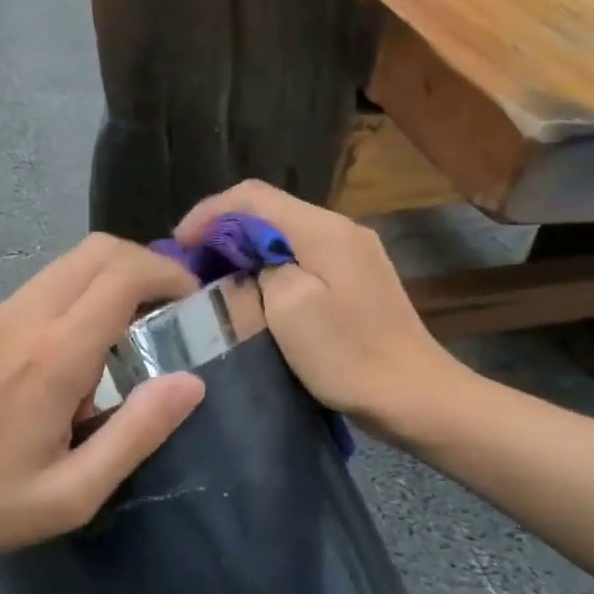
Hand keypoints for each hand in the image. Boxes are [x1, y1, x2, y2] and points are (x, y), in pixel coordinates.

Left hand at [0, 234, 205, 566]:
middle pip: (95, 251)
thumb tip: (189, 382)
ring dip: (106, 283)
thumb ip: (136, 433)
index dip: (167, 274)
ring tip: (122, 342)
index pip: (123, 274)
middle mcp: (22, 317)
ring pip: (65, 266)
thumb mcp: (70, 494)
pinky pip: (36, 293)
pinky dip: (72, 302)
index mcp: (53, 355)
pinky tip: (66, 363)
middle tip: (167, 310)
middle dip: (143, 266)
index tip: (191, 300)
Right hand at [174, 181, 477, 443]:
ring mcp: (353, 251)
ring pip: (284, 232)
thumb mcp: (289, 309)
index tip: (179, 244)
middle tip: (190, 262)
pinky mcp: (357, 276)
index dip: (209, 212)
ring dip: (245, 246)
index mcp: (323, 229)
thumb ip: (261, 269)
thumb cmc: (348, 355)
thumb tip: (250, 260)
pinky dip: (269, 263)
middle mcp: (340, 228)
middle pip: (269, 209)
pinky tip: (254, 288)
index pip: (253, 196)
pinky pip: (302, 253)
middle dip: (223, 228)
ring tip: (213, 274)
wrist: (415, 396)